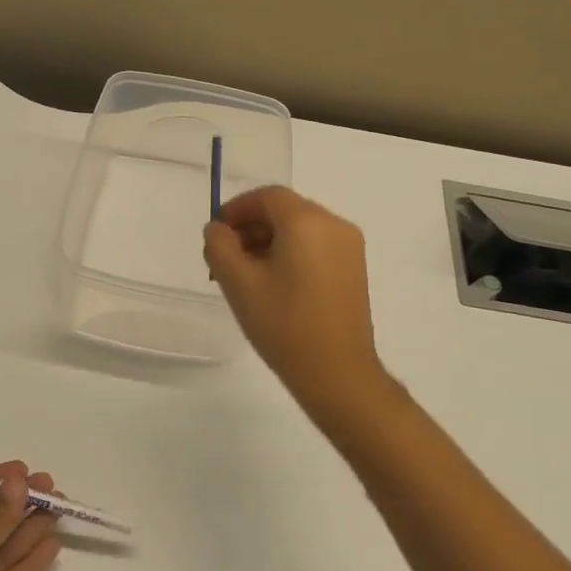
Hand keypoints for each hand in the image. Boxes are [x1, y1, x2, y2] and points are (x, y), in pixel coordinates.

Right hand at [204, 186, 388, 414]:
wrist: (337, 373)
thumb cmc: (284, 325)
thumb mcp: (239, 284)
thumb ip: (220, 246)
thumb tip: (217, 229)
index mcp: (307, 221)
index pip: (267, 197)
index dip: (237, 209)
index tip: (216, 232)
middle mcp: (334, 224)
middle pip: (285, 210)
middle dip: (251, 227)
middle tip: (225, 258)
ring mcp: (349, 247)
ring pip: (301, 229)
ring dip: (269, 241)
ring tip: (245, 274)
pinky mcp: (354, 269)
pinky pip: (316, 246)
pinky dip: (291, 253)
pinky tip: (274, 284)